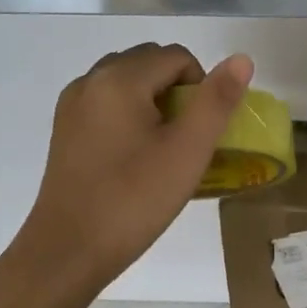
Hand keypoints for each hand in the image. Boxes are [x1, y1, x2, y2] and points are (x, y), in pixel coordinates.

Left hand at [10, 43, 253, 290]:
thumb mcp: (188, 151)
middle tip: (186, 140)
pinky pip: (108, 103)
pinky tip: (135, 157)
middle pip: (150, 63)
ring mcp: (73, 105)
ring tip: (162, 149)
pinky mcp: (65, 129)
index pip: (177, 57)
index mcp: (119, 79)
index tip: (201, 132)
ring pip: (128, 82)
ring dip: (154, 102)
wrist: (68, 250)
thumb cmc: (135, 199)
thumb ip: (216, 101)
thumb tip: (241, 59)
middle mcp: (91, 80)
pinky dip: (130, 116)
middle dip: (178, 92)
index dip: (202, 88)